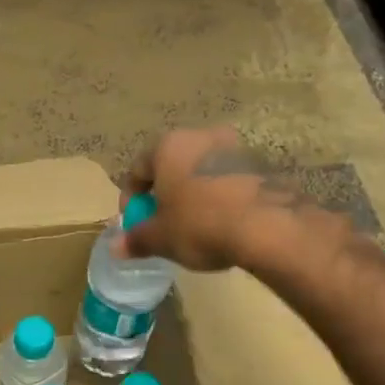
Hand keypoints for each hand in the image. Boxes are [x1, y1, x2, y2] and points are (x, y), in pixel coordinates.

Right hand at [116, 125, 324, 270]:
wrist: (268, 227)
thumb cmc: (201, 224)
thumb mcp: (161, 238)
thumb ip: (136, 239)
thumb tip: (116, 247)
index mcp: (169, 145)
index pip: (138, 168)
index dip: (130, 198)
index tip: (134, 222)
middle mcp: (201, 137)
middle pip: (172, 165)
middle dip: (165, 193)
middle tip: (164, 223)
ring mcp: (235, 148)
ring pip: (203, 171)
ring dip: (194, 193)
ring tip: (196, 226)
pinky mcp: (262, 165)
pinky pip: (229, 181)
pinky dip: (221, 198)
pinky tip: (224, 224)